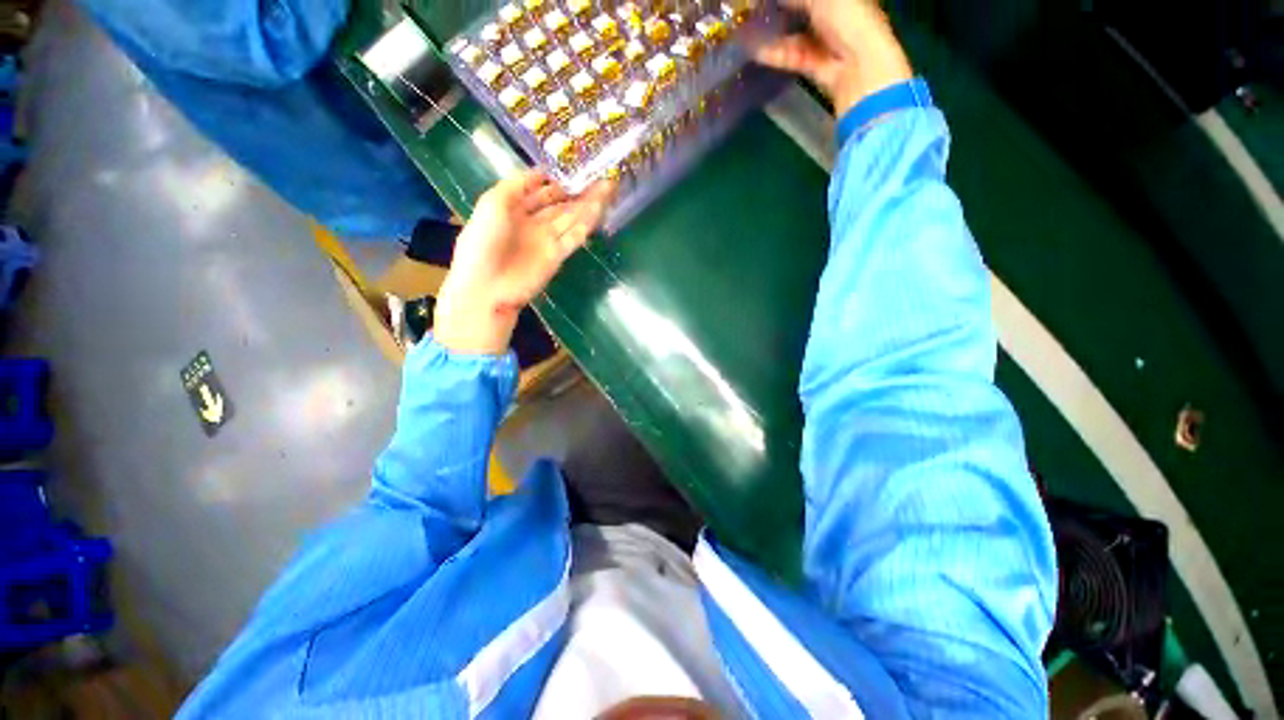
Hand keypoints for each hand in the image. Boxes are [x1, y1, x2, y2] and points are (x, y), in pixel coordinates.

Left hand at [434, 170, 613, 354]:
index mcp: (513, 208)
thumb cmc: (483, 240)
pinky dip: (587, 223)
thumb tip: (542, 172)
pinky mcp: (557, 256)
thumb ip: (517, 184)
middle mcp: (532, 223)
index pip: (538, 190)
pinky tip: (599, 208)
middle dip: (577, 190)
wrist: (488, 285)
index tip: (573, 165)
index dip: (555, 179)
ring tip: (608, 187)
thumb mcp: (493, 202)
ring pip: (571, 218)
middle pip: (559, 204)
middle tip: (599, 175)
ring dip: (588, 204)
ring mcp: (546, 240)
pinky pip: (574, 236)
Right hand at [755, 0, 912, 117]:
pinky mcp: (814, 65)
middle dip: (780, 10)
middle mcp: (835, 15)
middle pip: (802, 10)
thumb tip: (769, 0)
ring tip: (750, 31)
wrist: (858, 66)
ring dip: (774, 33)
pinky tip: (757, 52)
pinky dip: (776, 54)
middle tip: (756, 10)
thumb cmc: (848, 19)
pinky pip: (793, 56)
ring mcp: (825, 42)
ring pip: (795, 34)